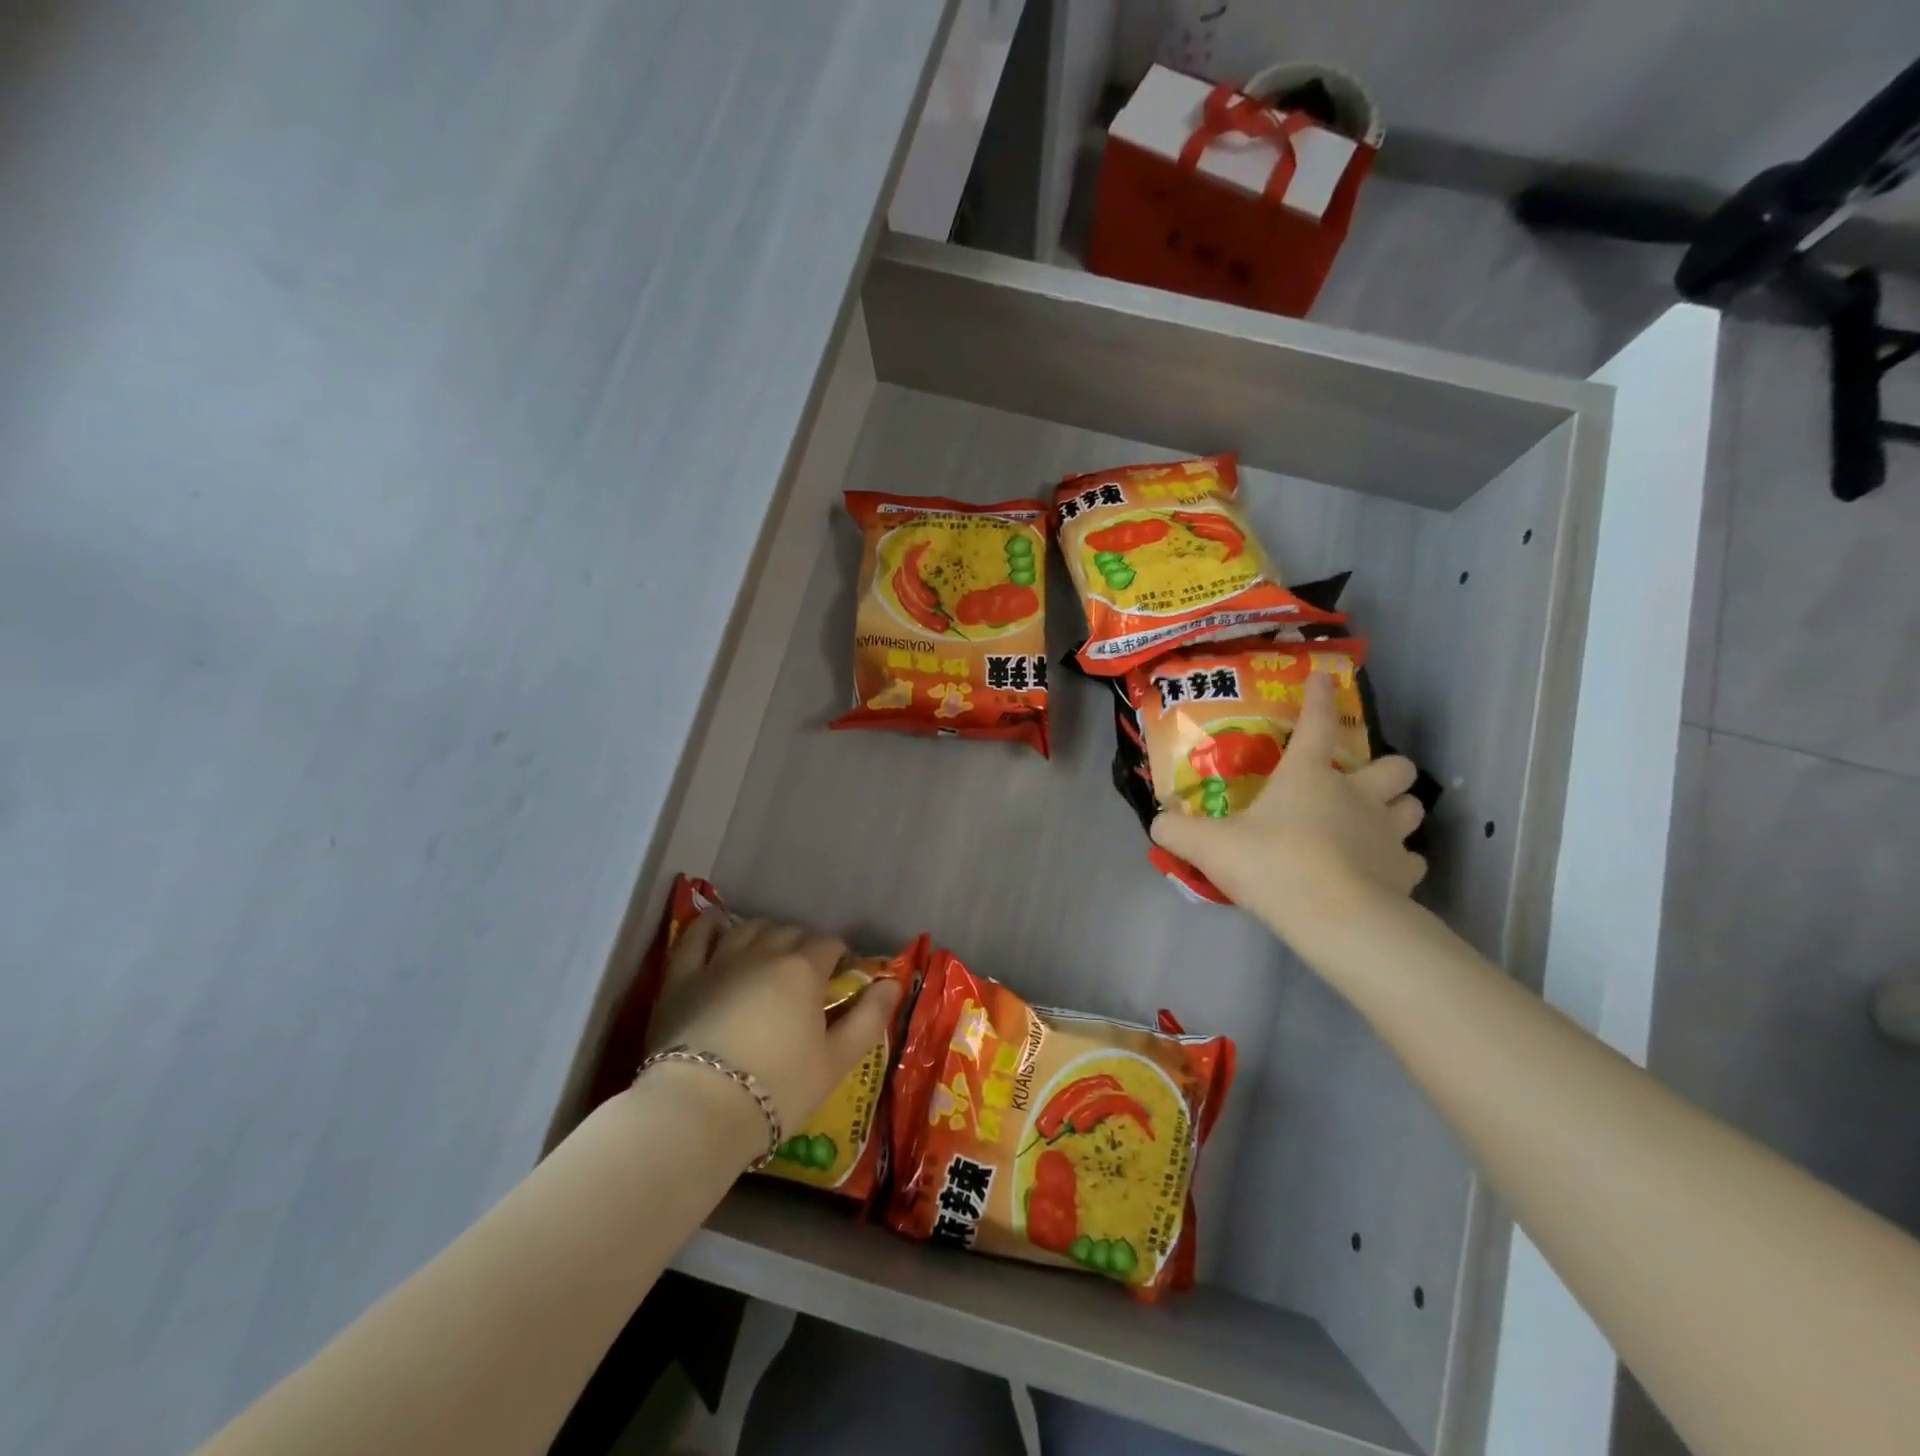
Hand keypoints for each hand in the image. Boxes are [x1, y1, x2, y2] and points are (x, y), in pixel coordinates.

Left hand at [644, 912, 903, 1143]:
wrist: (699, 1110)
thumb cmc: (778, 1088)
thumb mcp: (836, 1061)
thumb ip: (868, 1018)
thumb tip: (892, 983)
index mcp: (804, 969)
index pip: (830, 945)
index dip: (840, 957)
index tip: (841, 978)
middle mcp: (764, 952)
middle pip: (791, 932)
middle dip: (805, 945)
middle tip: (808, 974)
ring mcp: (719, 960)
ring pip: (749, 928)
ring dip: (765, 933)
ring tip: (769, 950)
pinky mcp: (682, 977)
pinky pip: (696, 937)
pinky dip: (709, 926)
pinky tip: (716, 925)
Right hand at [1151, 672, 1426, 941]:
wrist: (1335, 918)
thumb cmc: (1272, 864)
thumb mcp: (1209, 846)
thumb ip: (1178, 831)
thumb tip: (1159, 822)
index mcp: (1310, 776)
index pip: (1318, 723)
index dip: (1320, 697)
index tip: (1322, 677)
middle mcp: (1358, 795)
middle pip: (1395, 766)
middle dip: (1385, 769)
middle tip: (1359, 784)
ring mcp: (1388, 834)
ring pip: (1413, 807)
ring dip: (1397, 810)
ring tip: (1374, 824)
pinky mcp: (1404, 873)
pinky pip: (1411, 858)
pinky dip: (1397, 861)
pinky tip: (1378, 871)